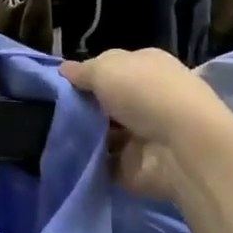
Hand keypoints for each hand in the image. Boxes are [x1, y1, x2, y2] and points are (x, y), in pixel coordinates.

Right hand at [61, 49, 225, 203]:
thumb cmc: (144, 93)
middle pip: (107, 101)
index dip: (88, 74)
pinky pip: (104, 163)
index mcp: (146, 66)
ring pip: (104, 133)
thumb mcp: (106, 68)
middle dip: (83, 106)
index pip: (112, 66)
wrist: (180, 147)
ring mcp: (143, 134)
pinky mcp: (136, 166)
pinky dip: (88, 162)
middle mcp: (147, 97)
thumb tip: (64, 69)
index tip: (61, 84)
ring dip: (83, 135)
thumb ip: (83, 71)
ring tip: (52, 134)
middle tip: (51, 111)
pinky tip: (64, 157)